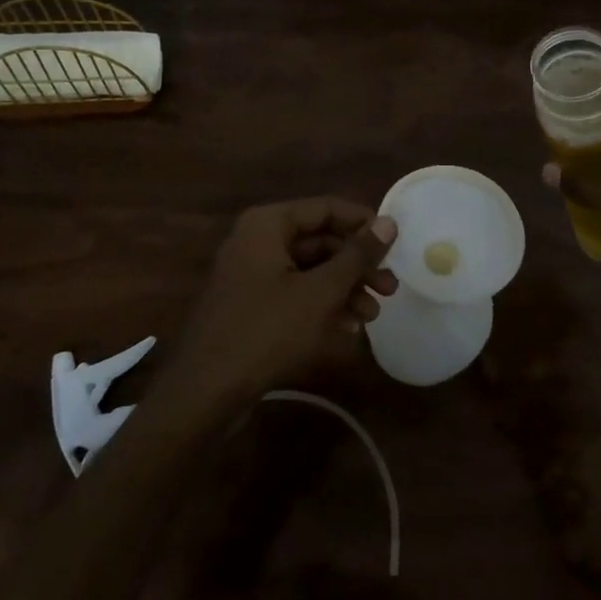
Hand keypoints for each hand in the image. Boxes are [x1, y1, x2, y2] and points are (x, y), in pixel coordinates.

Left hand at [162, 197, 398, 410]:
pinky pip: (294, 293)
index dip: (363, 223)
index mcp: (268, 224)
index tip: (395, 243)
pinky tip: (348, 329)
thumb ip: (357, 255)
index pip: (326, 208)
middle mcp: (257, 240)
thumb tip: (389, 222)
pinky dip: (321, 306)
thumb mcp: (320, 292)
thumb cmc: (266, 331)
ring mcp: (251, 274)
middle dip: (356, 265)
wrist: (205, 392)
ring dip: (343, 289)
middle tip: (390, 287)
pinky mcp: (250, 305)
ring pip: (309, 270)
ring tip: (373, 315)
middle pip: (319, 241)